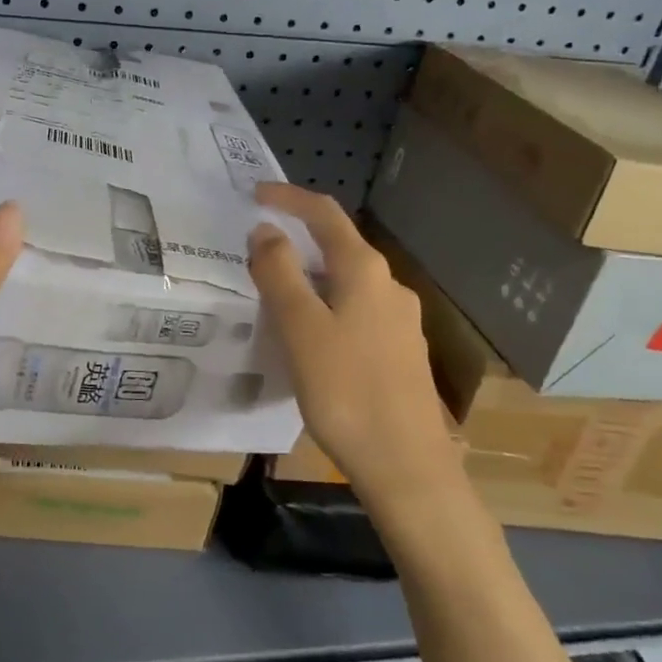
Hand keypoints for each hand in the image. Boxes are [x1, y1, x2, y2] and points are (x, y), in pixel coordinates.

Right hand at [248, 183, 459, 508]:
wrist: (406, 466)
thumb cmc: (346, 392)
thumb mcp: (300, 328)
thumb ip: (280, 274)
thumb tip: (266, 230)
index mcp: (365, 272)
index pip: (325, 215)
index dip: (289, 198)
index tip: (254, 195)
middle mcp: (389, 287)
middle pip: (339, 246)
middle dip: (297, 239)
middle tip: (255, 249)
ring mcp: (400, 321)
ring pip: (346, 282)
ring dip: (309, 276)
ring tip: (272, 295)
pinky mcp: (399, 353)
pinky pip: (355, 312)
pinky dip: (325, 306)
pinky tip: (307, 337)